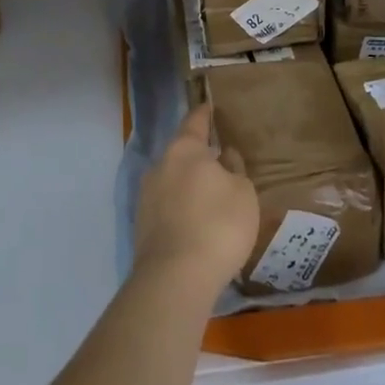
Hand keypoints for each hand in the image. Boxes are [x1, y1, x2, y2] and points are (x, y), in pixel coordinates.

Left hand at [135, 105, 259, 303]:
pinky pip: (166, 207)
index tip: (209, 106)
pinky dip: (181, 209)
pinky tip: (196, 224)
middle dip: (198, 157)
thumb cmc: (218, 225)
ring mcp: (146, 196)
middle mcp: (159, 165)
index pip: (194, 122)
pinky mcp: (142, 225)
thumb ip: (235, 170)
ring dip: (188, 185)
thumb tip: (224, 157)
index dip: (204, 114)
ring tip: (210, 198)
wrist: (175, 278)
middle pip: (181, 153)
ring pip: (172, 181)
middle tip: (219, 162)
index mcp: (184, 150)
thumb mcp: (243, 193)